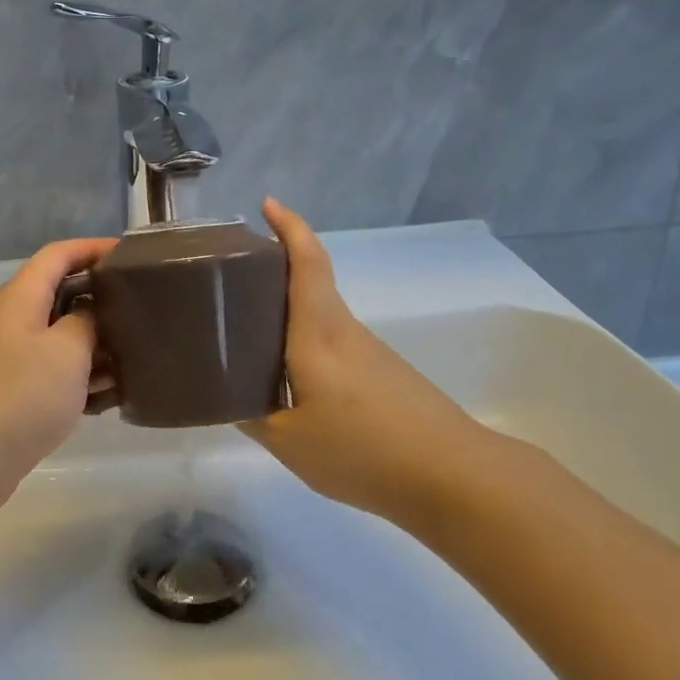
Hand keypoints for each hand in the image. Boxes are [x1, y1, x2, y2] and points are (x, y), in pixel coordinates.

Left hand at [0, 237, 116, 519]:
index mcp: (21, 297)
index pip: (59, 255)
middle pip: (64, 295)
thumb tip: (91, 314)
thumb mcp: (67, 350)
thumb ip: (87, 321)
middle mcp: (15, 321)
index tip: (133, 256)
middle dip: (104, 301)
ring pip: (65, 339)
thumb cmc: (21, 395)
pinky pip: (59, 374)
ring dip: (99, 347)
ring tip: (140, 358)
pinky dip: (84, 380)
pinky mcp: (18, 393)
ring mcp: (14, 359)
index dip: (94, 248)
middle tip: (146, 310)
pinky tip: (114, 397)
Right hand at [241, 199, 488, 518]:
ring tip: (246, 327)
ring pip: (320, 316)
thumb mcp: (289, 442)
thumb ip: (251, 417)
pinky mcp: (383, 374)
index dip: (289, 228)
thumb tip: (226, 399)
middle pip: (311, 283)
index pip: (307, 264)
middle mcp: (344, 331)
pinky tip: (287, 376)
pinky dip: (304, 342)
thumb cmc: (362, 449)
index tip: (268, 203)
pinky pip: (332, 343)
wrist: (453, 476)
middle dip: (275, 267)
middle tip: (232, 274)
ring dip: (287, 309)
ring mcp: (368, 352)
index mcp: (317, 333)